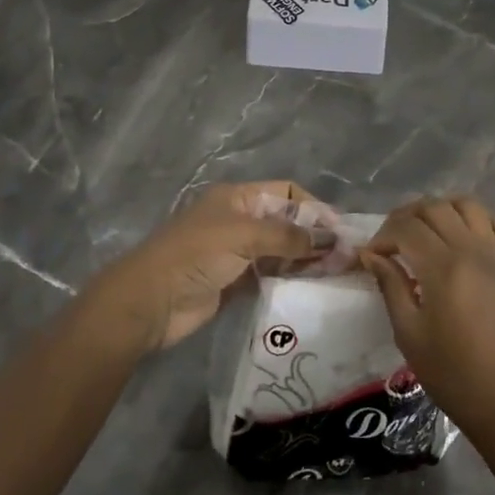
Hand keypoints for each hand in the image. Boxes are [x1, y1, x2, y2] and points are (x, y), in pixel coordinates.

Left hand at [84, 181, 335, 353]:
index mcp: (237, 197)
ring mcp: (237, 252)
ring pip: (281, 250)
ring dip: (305, 259)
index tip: (339, 231)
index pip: (286, 193)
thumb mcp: (243, 235)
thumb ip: (287, 236)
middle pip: (286, 222)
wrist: (150, 301)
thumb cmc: (195, 255)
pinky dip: (290, 278)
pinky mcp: (235, 282)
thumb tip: (330, 239)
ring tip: (335, 273)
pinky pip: (271, 275)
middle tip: (344, 258)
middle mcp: (239, 220)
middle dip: (314, 236)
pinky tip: (311, 287)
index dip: (314, 208)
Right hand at [361, 197, 494, 442]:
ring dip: (441, 209)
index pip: (405, 228)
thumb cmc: (450, 372)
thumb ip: (391, 286)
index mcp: (442, 268)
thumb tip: (371, 255)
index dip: (382, 236)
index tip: (371, 257)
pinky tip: (465, 235)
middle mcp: (471, 251)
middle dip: (405, 217)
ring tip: (425, 231)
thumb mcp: (408, 332)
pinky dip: (481, 219)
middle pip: (434, 208)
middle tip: (392, 242)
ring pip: (468, 205)